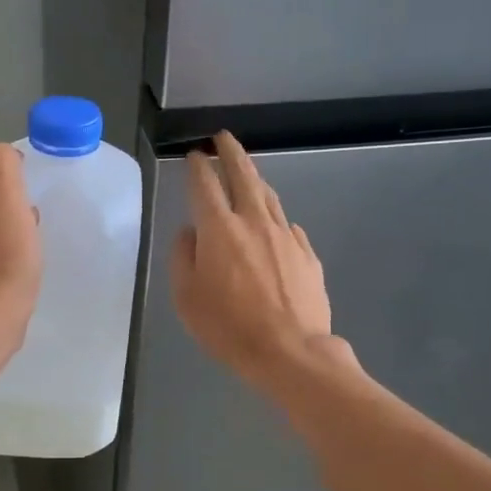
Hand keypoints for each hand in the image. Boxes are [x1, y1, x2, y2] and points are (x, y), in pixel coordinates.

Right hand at [170, 131, 335, 388]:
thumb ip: (183, 257)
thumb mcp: (186, 297)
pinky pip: (287, 226)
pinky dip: (274, 218)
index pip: (204, 185)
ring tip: (247, 172)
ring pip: (269, 197)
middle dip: (231, 153)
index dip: (197, 167)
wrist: (291, 352)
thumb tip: (190, 233)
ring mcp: (285, 236)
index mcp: (219, 229)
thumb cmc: (229, 328)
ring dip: (255, 179)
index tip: (194, 155)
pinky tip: (272, 225)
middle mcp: (254, 222)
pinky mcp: (307, 254)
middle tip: (223, 138)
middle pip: (243, 176)